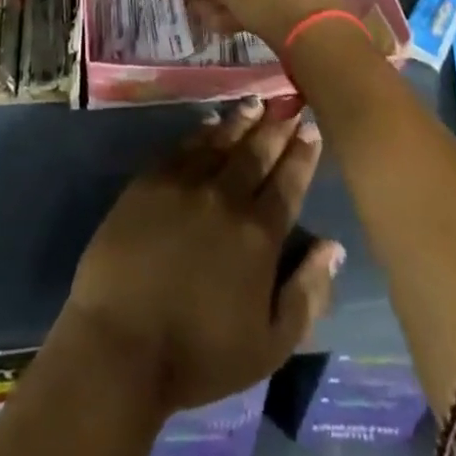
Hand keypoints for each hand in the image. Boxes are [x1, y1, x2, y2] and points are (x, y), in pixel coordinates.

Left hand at [61, 100, 345, 415]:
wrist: (122, 341)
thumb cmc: (200, 354)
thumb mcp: (270, 345)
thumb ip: (307, 293)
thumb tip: (333, 246)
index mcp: (259, 235)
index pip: (288, 183)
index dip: (302, 154)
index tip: (311, 128)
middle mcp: (225, 196)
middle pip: (257, 152)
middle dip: (276, 126)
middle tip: (289, 102)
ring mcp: (185, 182)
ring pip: (221, 140)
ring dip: (242, 120)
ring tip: (256, 103)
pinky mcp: (150, 180)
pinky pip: (183, 145)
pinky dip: (201, 131)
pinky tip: (210, 122)